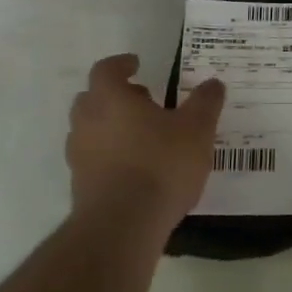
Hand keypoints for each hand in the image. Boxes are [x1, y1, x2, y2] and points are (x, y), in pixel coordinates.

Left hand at [66, 54, 225, 234]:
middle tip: (143, 100)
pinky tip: (136, 168)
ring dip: (111, 126)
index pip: (106, 69)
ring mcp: (79, 155)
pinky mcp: (80, 186)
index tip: (136, 64)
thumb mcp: (197, 130)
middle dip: (115, 95)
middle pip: (93, 98)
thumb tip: (213, 83)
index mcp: (110, 98)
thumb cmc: (160, 165)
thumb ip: (205, 103)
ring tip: (143, 136)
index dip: (121, 64)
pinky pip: (93, 159)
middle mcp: (87, 121)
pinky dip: (109, 156)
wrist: (122, 227)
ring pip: (90, 129)